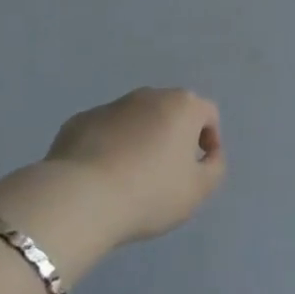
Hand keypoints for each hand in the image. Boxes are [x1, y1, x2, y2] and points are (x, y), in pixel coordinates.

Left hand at [41, 87, 225, 244]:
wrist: (81, 197)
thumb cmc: (150, 192)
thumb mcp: (198, 190)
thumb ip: (214, 168)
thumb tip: (209, 155)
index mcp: (183, 106)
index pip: (207, 114)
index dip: (210, 139)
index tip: (200, 167)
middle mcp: (149, 96)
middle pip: (170, 112)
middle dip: (173, 136)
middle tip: (167, 172)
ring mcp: (111, 105)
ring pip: (135, 119)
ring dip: (140, 139)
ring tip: (131, 177)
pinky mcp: (80, 121)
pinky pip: (104, 131)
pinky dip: (108, 146)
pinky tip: (101, 176)